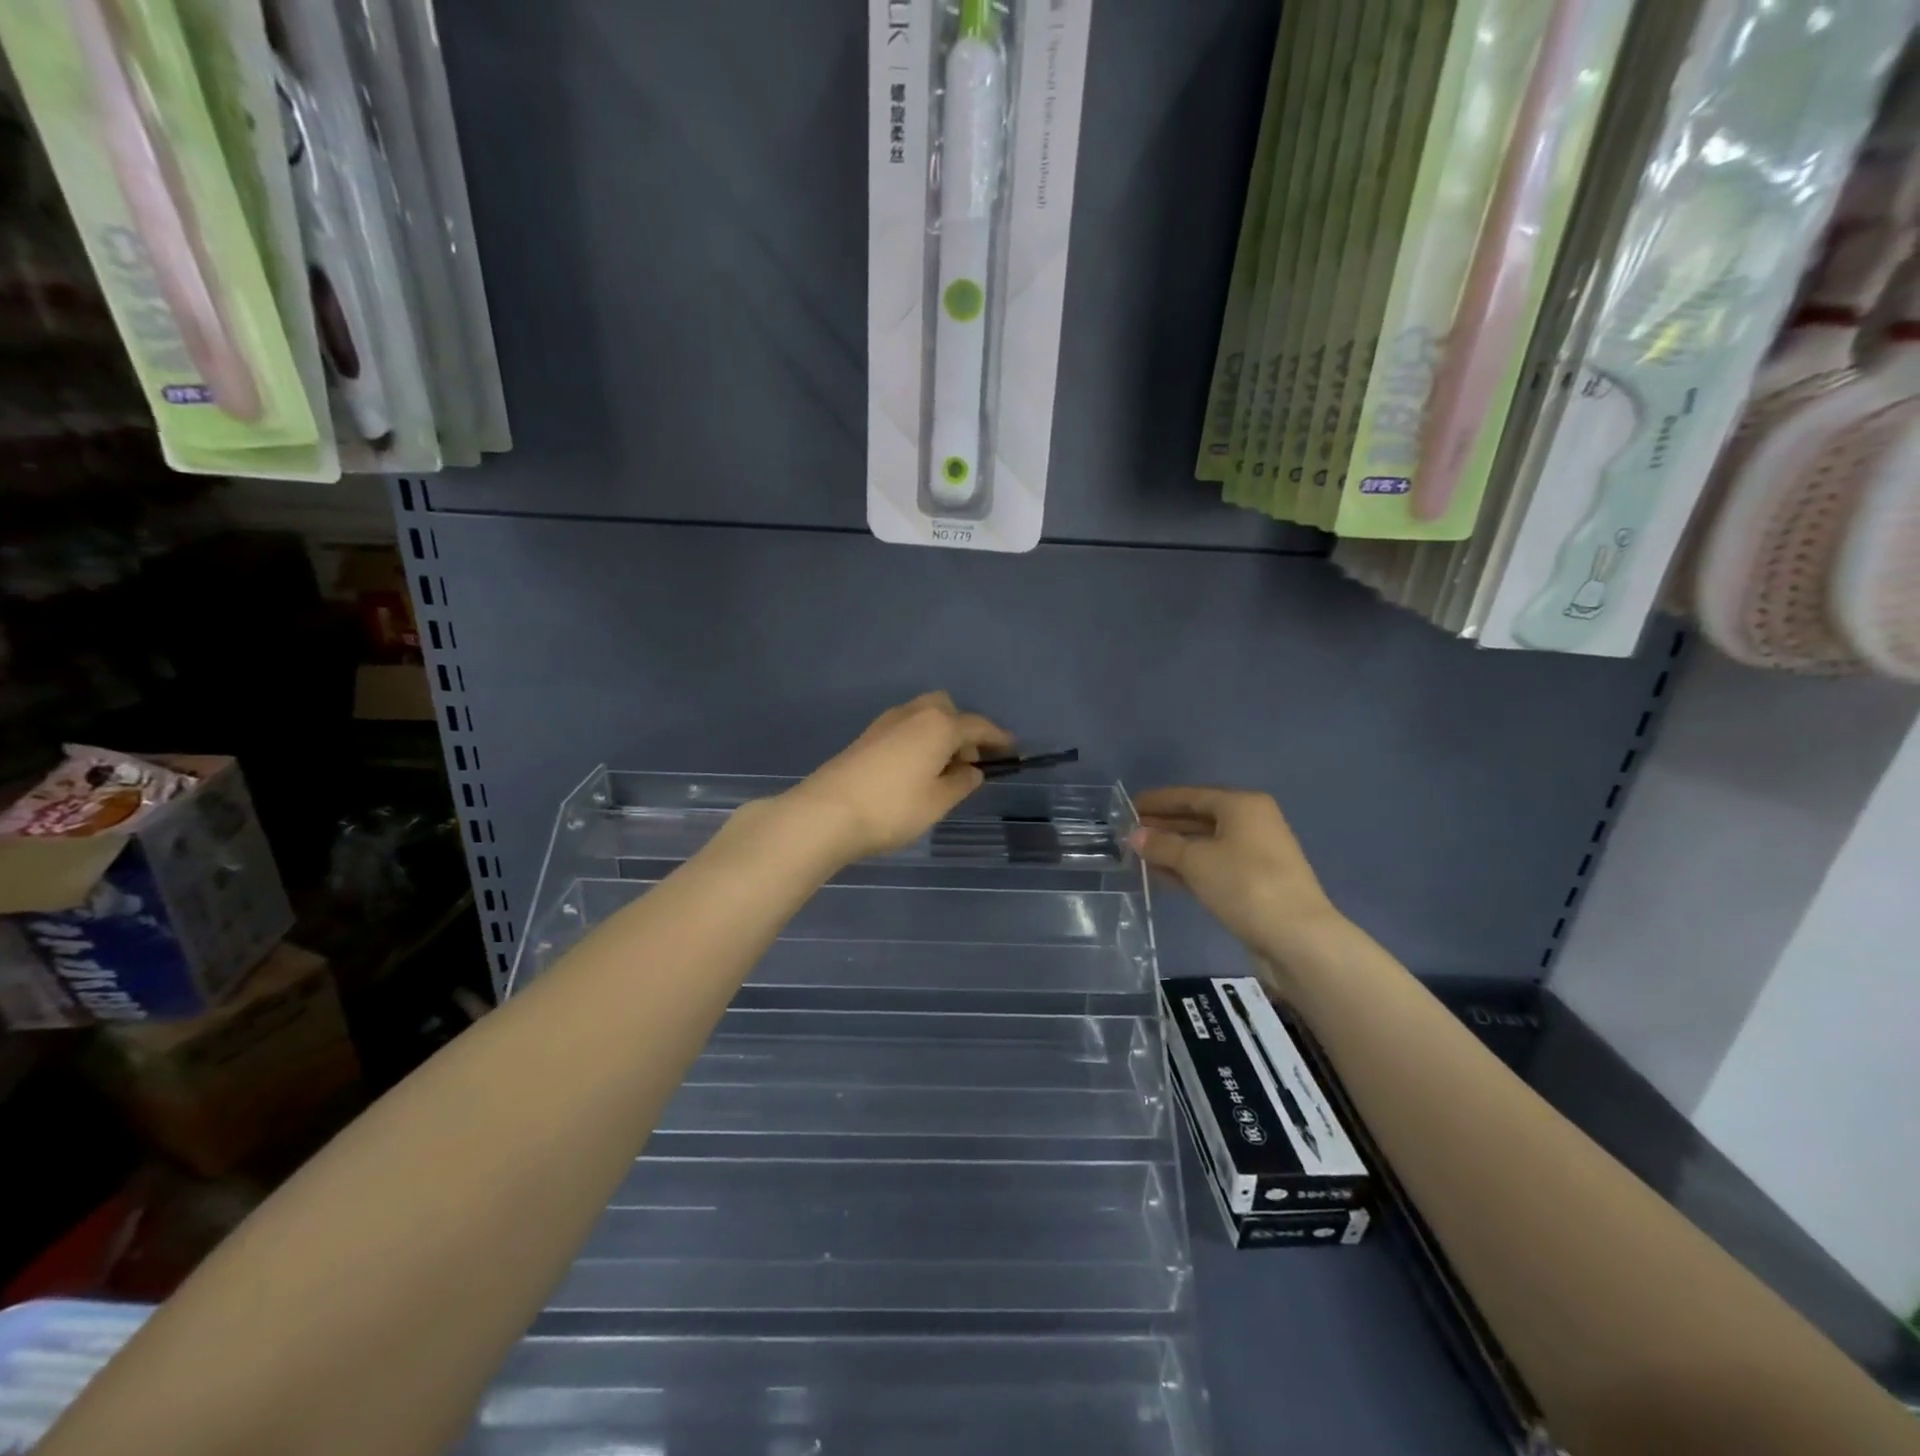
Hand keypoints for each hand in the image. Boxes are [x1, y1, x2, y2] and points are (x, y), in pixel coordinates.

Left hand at [787, 693, 1011, 863]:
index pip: (977, 726)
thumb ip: (961, 783)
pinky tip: (915, 770)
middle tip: (967, 763)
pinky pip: (905, 728)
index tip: (1013, 749)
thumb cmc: (893, 808)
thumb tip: (972, 770)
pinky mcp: (867, 736)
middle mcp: (914, 714)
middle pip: (947, 709)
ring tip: (941, 771)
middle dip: (962, 730)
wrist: (827, 813)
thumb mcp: (938, 802)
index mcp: (939, 726)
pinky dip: (919, 740)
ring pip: (923, 716)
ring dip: (939, 735)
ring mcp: (886, 722)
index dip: (998, 738)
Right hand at [1130, 787, 1347, 981]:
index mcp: (1242, 805)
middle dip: (1164, 825)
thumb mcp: (1196, 861)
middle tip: (1129, 832)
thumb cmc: (1244, 885)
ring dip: (1174, 849)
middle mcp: (1252, 823)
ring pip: (1205, 844)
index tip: (1129, 806)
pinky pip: (1214, 866)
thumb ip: (1162, 845)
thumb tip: (1134, 835)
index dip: (1159, 801)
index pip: (1191, 796)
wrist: (1297, 937)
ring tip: (1140, 855)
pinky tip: (1163, 875)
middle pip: (1199, 818)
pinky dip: (1189, 868)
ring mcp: (1256, 854)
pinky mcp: (1256, 883)